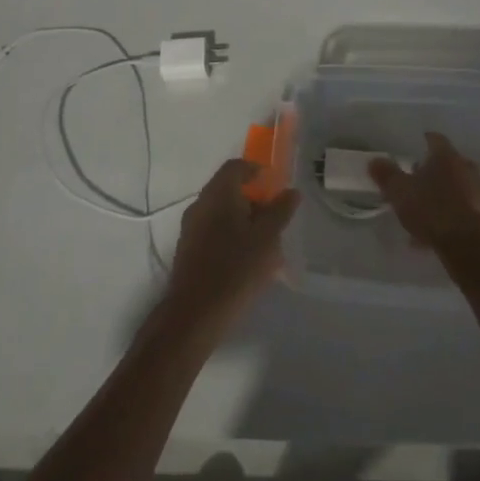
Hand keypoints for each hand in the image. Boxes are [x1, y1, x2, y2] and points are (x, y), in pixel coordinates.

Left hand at [160, 160, 300, 341]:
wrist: (195, 313)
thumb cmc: (236, 269)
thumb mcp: (267, 239)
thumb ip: (280, 212)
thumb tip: (291, 191)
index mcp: (218, 194)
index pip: (235, 167)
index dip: (255, 170)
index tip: (274, 184)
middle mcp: (200, 204)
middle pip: (228, 189)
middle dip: (253, 200)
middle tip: (274, 219)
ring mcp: (191, 227)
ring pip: (221, 212)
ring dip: (243, 220)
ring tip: (265, 244)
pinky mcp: (188, 249)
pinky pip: (213, 231)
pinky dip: (231, 235)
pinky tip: (245, 260)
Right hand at [369, 132, 479, 257]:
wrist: (470, 248)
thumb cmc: (432, 210)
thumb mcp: (400, 192)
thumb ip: (386, 175)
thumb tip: (375, 160)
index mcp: (446, 156)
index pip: (434, 139)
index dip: (421, 142)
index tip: (410, 149)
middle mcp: (466, 168)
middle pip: (446, 163)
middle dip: (429, 170)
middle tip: (412, 179)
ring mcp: (478, 192)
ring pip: (453, 187)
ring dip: (438, 194)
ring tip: (418, 210)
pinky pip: (459, 209)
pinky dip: (446, 215)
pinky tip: (429, 233)